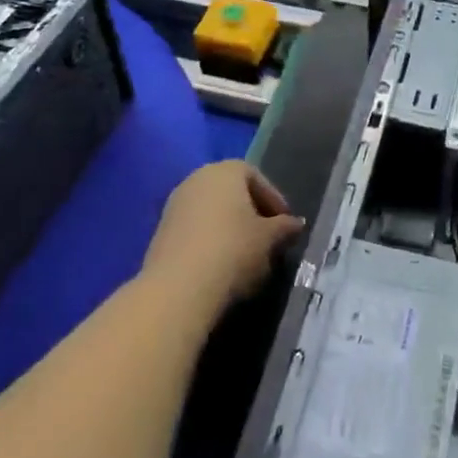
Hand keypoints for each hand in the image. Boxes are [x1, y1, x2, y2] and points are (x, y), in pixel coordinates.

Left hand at [142, 162, 304, 319]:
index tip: (284, 223)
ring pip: (212, 210)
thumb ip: (284, 227)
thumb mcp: (268, 239)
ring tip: (246, 254)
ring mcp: (176, 203)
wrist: (178, 287)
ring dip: (230, 227)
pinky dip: (210, 239)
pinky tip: (220, 263)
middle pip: (232, 191)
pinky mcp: (162, 230)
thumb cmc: (232, 250)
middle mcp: (198, 178)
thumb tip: (296, 224)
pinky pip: (195, 227)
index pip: (256, 176)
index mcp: (226, 170)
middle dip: (251, 212)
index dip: (273, 199)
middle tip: (267, 237)